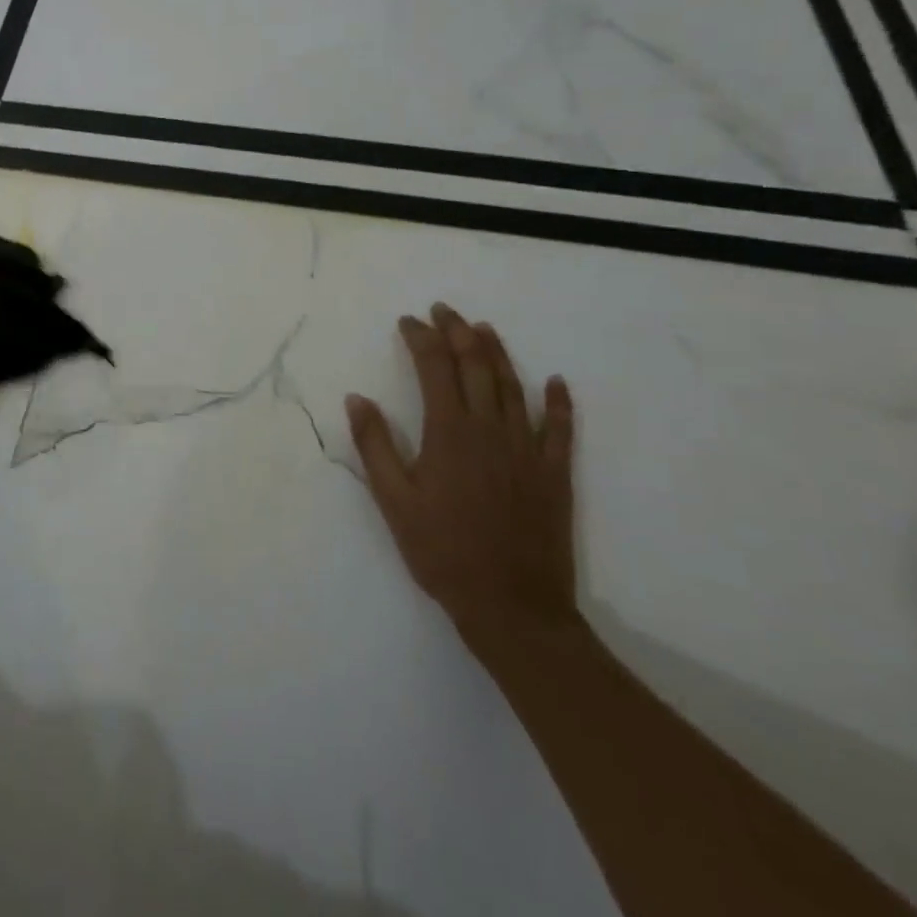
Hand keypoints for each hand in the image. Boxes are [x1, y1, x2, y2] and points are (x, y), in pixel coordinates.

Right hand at [345, 303, 577, 642]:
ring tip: (483, 327)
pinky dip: (558, 402)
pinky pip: (560, 429)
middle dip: (457, 331)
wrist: (512, 606)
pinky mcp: (553, 473)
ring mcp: (527, 449)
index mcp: (449, 432)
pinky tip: (555, 382)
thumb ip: (375, 445)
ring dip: (497, 352)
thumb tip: (357, 397)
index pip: (434, 367)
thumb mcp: (393, 500)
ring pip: (512, 386)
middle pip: (475, 365)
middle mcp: (490, 429)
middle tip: (443, 310)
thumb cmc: (442, 551)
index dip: (420, 338)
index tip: (407, 321)